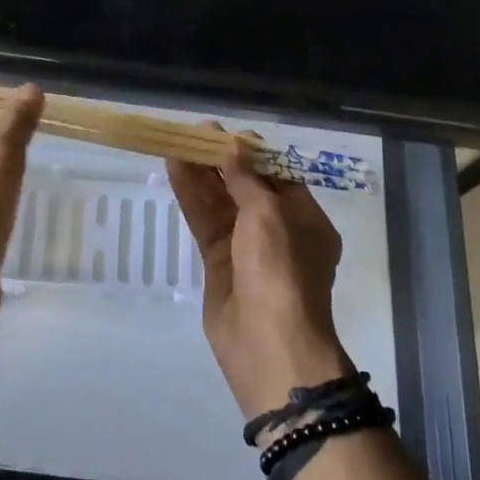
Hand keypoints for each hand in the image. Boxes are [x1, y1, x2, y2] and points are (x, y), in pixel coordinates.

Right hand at [168, 145, 352, 420]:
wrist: (268, 345)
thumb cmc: (281, 271)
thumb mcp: (269, 216)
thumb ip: (247, 180)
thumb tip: (236, 147)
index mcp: (305, 219)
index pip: (278, 176)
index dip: (251, 153)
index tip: (224, 134)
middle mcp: (278, 231)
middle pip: (246, 187)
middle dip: (221, 161)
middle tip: (193, 133)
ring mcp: (247, 249)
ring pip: (221, 203)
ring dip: (201, 175)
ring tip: (176, 144)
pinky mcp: (219, 264)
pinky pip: (206, 224)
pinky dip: (192, 198)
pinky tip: (174, 171)